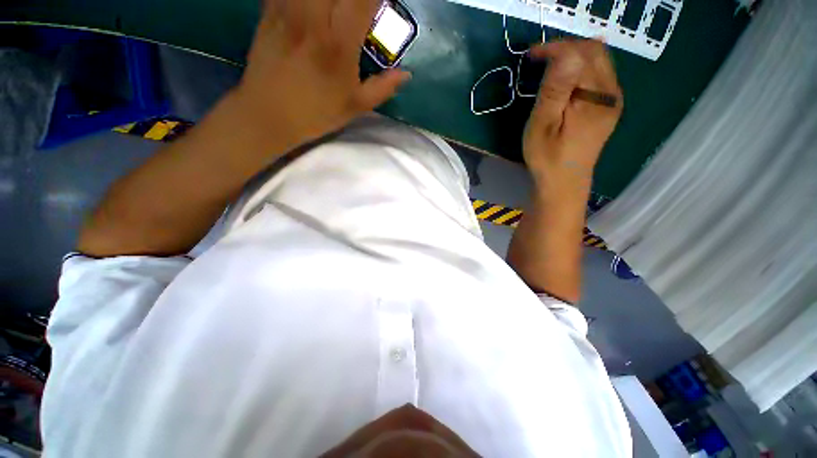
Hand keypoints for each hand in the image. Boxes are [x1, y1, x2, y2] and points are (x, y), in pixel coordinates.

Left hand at [235, 0, 411, 150]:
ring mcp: (289, 9)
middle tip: (360, 10)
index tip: (384, 6)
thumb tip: (406, 74)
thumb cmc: (317, 113)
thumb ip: (383, 88)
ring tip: (339, 11)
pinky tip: (316, 10)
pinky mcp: (271, 9)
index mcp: (339, 43)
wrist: (269, 114)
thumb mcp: (356, 106)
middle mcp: (315, 17)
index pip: (364, 0)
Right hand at [523, 39, 622, 193]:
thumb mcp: (543, 125)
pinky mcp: (608, 108)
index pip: (581, 55)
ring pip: (599, 62)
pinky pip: (599, 76)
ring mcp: (613, 101)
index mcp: (595, 98)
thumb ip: (556, 89)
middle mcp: (612, 94)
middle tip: (539, 57)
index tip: (531, 54)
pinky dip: (580, 69)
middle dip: (566, 48)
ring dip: (573, 57)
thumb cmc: (547, 158)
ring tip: (549, 65)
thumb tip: (567, 54)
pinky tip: (565, 79)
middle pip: (595, 53)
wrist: (563, 183)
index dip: (556, 48)